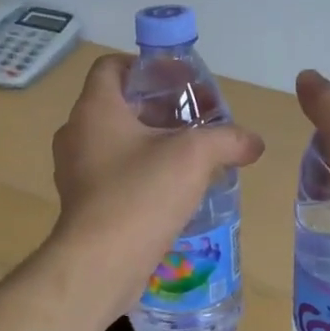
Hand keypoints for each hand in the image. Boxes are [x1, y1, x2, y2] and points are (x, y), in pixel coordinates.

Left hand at [50, 54, 265, 309]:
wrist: (99, 264)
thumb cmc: (140, 194)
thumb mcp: (194, 156)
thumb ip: (227, 140)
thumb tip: (253, 142)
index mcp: (95, 109)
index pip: (111, 66)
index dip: (146, 66)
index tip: (179, 81)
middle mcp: (77, 133)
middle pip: (119, 104)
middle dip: (160, 108)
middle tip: (197, 119)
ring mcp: (75, 170)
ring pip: (116, 141)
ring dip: (152, 142)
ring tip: (191, 155)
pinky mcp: (82, 202)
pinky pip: (113, 173)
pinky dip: (141, 171)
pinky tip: (173, 189)